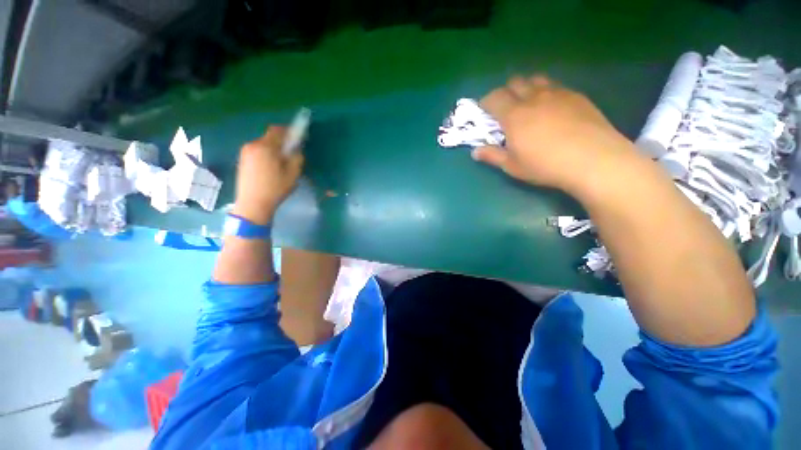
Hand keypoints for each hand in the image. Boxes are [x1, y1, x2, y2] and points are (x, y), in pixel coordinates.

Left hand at [232, 126, 303, 224]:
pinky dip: (265, 155)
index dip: (288, 131)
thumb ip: (297, 158)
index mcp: (265, 147)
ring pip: (263, 145)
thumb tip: (296, 150)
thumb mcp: (293, 174)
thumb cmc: (275, 188)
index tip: (296, 138)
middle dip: (281, 143)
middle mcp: (253, 145)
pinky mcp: (242, 160)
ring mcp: (245, 153)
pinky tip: (270, 168)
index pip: (277, 130)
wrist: (253, 204)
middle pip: (269, 137)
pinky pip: (257, 152)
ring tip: (280, 164)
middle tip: (290, 154)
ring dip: (273, 149)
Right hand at [472, 75, 638, 194]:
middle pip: (514, 82)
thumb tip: (475, 152)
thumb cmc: (545, 166)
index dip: (486, 101)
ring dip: (527, 88)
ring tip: (528, 104)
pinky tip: (551, 108)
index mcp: (514, 115)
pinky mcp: (576, 96)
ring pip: (536, 79)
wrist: (593, 159)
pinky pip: (555, 86)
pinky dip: (546, 92)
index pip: (494, 97)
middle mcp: (533, 98)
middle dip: (505, 92)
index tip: (484, 110)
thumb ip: (492, 156)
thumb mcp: (513, 166)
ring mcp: (557, 94)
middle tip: (505, 108)